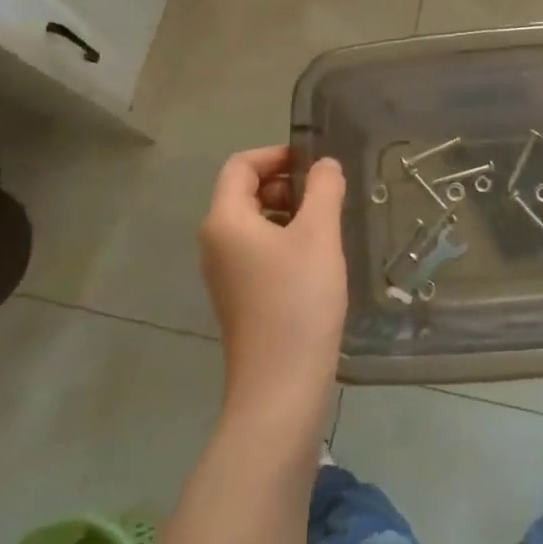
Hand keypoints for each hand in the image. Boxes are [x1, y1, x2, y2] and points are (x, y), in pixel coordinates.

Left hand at [199, 147, 346, 419]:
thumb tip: (324, 165)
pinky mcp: (239, 297)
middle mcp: (216, 242)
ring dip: (289, 213)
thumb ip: (323, 189)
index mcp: (225, 220)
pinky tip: (316, 260)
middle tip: (325, 195)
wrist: (281, 388)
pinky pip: (258, 250)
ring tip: (326, 226)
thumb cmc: (298, 300)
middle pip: (245, 192)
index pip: (241, 165)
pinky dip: (284, 241)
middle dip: (285, 184)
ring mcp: (225, 273)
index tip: (314, 163)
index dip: (276, 154)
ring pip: (254, 222)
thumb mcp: (318, 235)